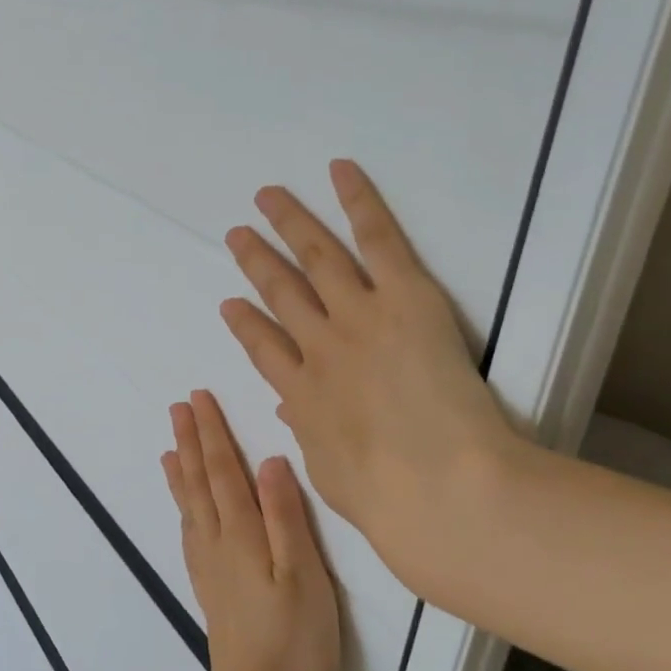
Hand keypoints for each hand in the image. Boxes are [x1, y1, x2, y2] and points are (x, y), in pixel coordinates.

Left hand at [162, 391, 340, 670]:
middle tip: (178, 407)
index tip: (198, 399)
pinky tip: (184, 509)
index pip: (222, 471)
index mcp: (242, 533)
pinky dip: (183, 508)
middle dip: (190, 441)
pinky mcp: (211, 588)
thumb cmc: (294, 639)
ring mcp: (210, 567)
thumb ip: (285, 516)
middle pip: (199, 482)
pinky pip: (189, 533)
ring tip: (170, 447)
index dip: (212, 433)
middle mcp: (218, 543)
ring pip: (190, 505)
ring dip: (181, 470)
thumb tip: (270, 460)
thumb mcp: (303, 574)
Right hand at [219, 160, 523, 602]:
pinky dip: (358, 201)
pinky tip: (339, 171)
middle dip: (256, 261)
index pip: (263, 348)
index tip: (231, 305)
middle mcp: (319, 346)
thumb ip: (309, 433)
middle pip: (280, 292)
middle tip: (237, 234)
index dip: (245, 324)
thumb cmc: (387, 498)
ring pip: (316, 257)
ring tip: (268, 197)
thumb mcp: (331, 473)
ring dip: (289, 224)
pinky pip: (377, 238)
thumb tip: (292, 408)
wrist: (439, 487)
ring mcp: (358, 315)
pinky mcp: (404, 296)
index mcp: (302, 394)